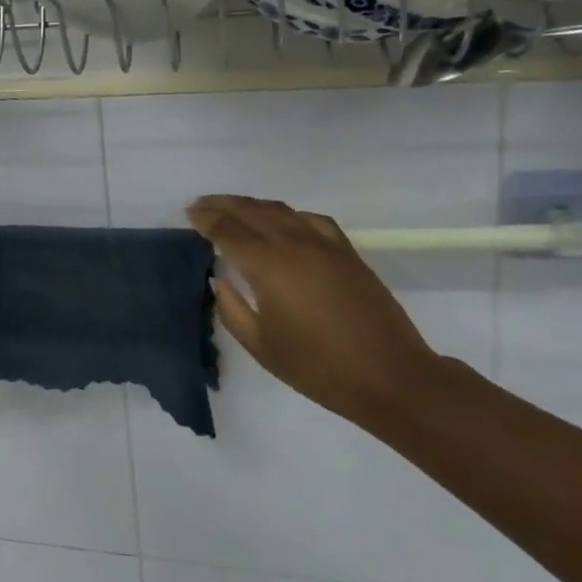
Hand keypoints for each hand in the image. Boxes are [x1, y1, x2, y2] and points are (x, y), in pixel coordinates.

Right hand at [186, 195, 439, 425]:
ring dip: (252, 205)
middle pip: (251, 211)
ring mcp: (323, 244)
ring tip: (234, 208)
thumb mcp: (262, 346)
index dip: (206, 219)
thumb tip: (219, 280)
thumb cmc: (319, 368)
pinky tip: (284, 222)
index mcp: (268, 265)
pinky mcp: (346, 251)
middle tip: (201, 205)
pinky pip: (310, 219)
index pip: (228, 230)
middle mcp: (293, 243)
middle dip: (223, 204)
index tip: (190, 214)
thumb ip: (231, 309)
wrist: (391, 377)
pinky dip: (288, 214)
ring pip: (280, 209)